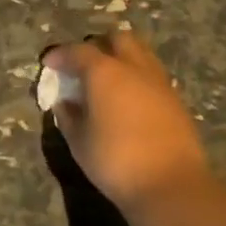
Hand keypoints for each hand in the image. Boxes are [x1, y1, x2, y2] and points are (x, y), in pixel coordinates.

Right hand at [42, 31, 212, 211]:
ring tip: (106, 80)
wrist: (172, 186)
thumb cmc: (115, 160)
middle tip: (82, 65)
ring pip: (140, 53)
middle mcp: (133, 68)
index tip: (49, 64)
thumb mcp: (79, 140)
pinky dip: (136, 77)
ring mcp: (159, 82)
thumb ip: (68, 115)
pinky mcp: (176, 100)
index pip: (77, 51)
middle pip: (116, 39)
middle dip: (97, 46)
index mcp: (104, 72)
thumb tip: (66, 102)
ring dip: (121, 59)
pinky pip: (152, 75)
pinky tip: (127, 100)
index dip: (60, 55)